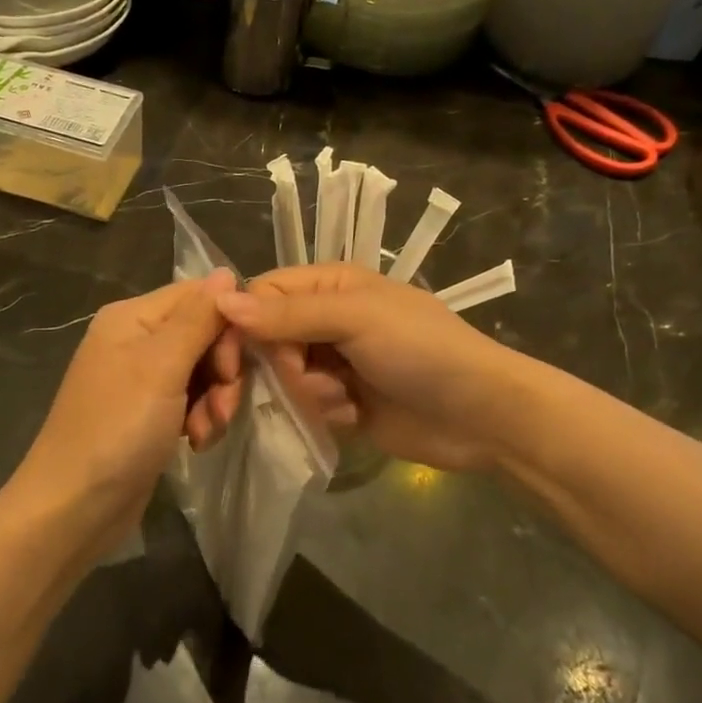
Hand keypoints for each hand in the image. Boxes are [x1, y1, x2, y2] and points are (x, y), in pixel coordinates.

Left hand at [15, 271, 243, 543]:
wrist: (73, 507)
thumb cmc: (116, 429)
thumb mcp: (161, 367)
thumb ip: (198, 317)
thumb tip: (227, 270)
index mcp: (132, 316)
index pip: (200, 297)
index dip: (226, 327)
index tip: (232, 367)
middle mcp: (135, 339)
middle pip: (204, 334)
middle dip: (222, 372)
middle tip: (221, 406)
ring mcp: (141, 379)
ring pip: (202, 371)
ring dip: (214, 401)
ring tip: (204, 432)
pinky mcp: (148, 413)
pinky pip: (190, 401)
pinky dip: (200, 419)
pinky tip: (196, 443)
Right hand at [217, 264, 528, 471]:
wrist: (480, 415)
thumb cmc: (421, 350)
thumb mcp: (356, 319)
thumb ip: (289, 314)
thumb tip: (221, 301)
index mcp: (330, 286)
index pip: (262, 294)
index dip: (244, 325)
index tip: (236, 360)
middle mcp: (327, 320)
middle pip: (269, 340)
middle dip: (286, 368)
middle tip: (318, 380)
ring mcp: (335, 363)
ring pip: (285, 378)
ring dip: (310, 394)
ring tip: (345, 400)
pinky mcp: (343, 403)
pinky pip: (306, 407)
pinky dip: (325, 413)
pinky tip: (355, 416)